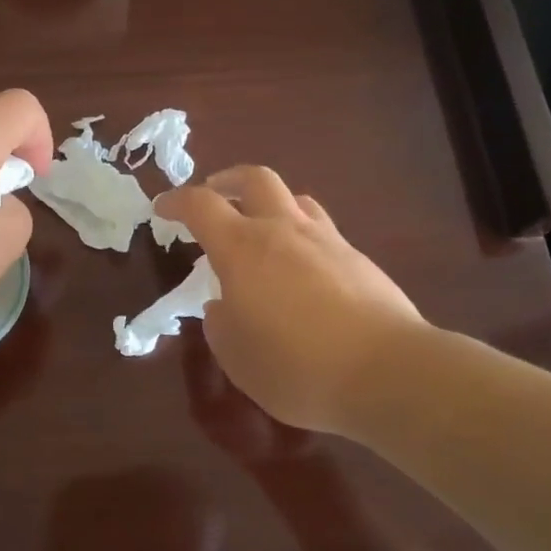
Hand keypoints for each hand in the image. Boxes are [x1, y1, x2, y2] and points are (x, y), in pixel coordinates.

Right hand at [155, 166, 426, 434]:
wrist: (389, 372)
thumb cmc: (297, 366)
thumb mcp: (237, 357)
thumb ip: (220, 324)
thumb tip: (223, 305)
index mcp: (243, 248)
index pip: (201, 205)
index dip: (176, 201)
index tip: (162, 208)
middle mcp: (283, 230)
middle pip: (254, 178)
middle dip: (227, 181)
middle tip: (214, 197)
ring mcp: (326, 240)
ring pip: (294, 199)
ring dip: (269, 204)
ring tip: (261, 230)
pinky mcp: (358, 259)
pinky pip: (322, 230)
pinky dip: (301, 236)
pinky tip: (302, 270)